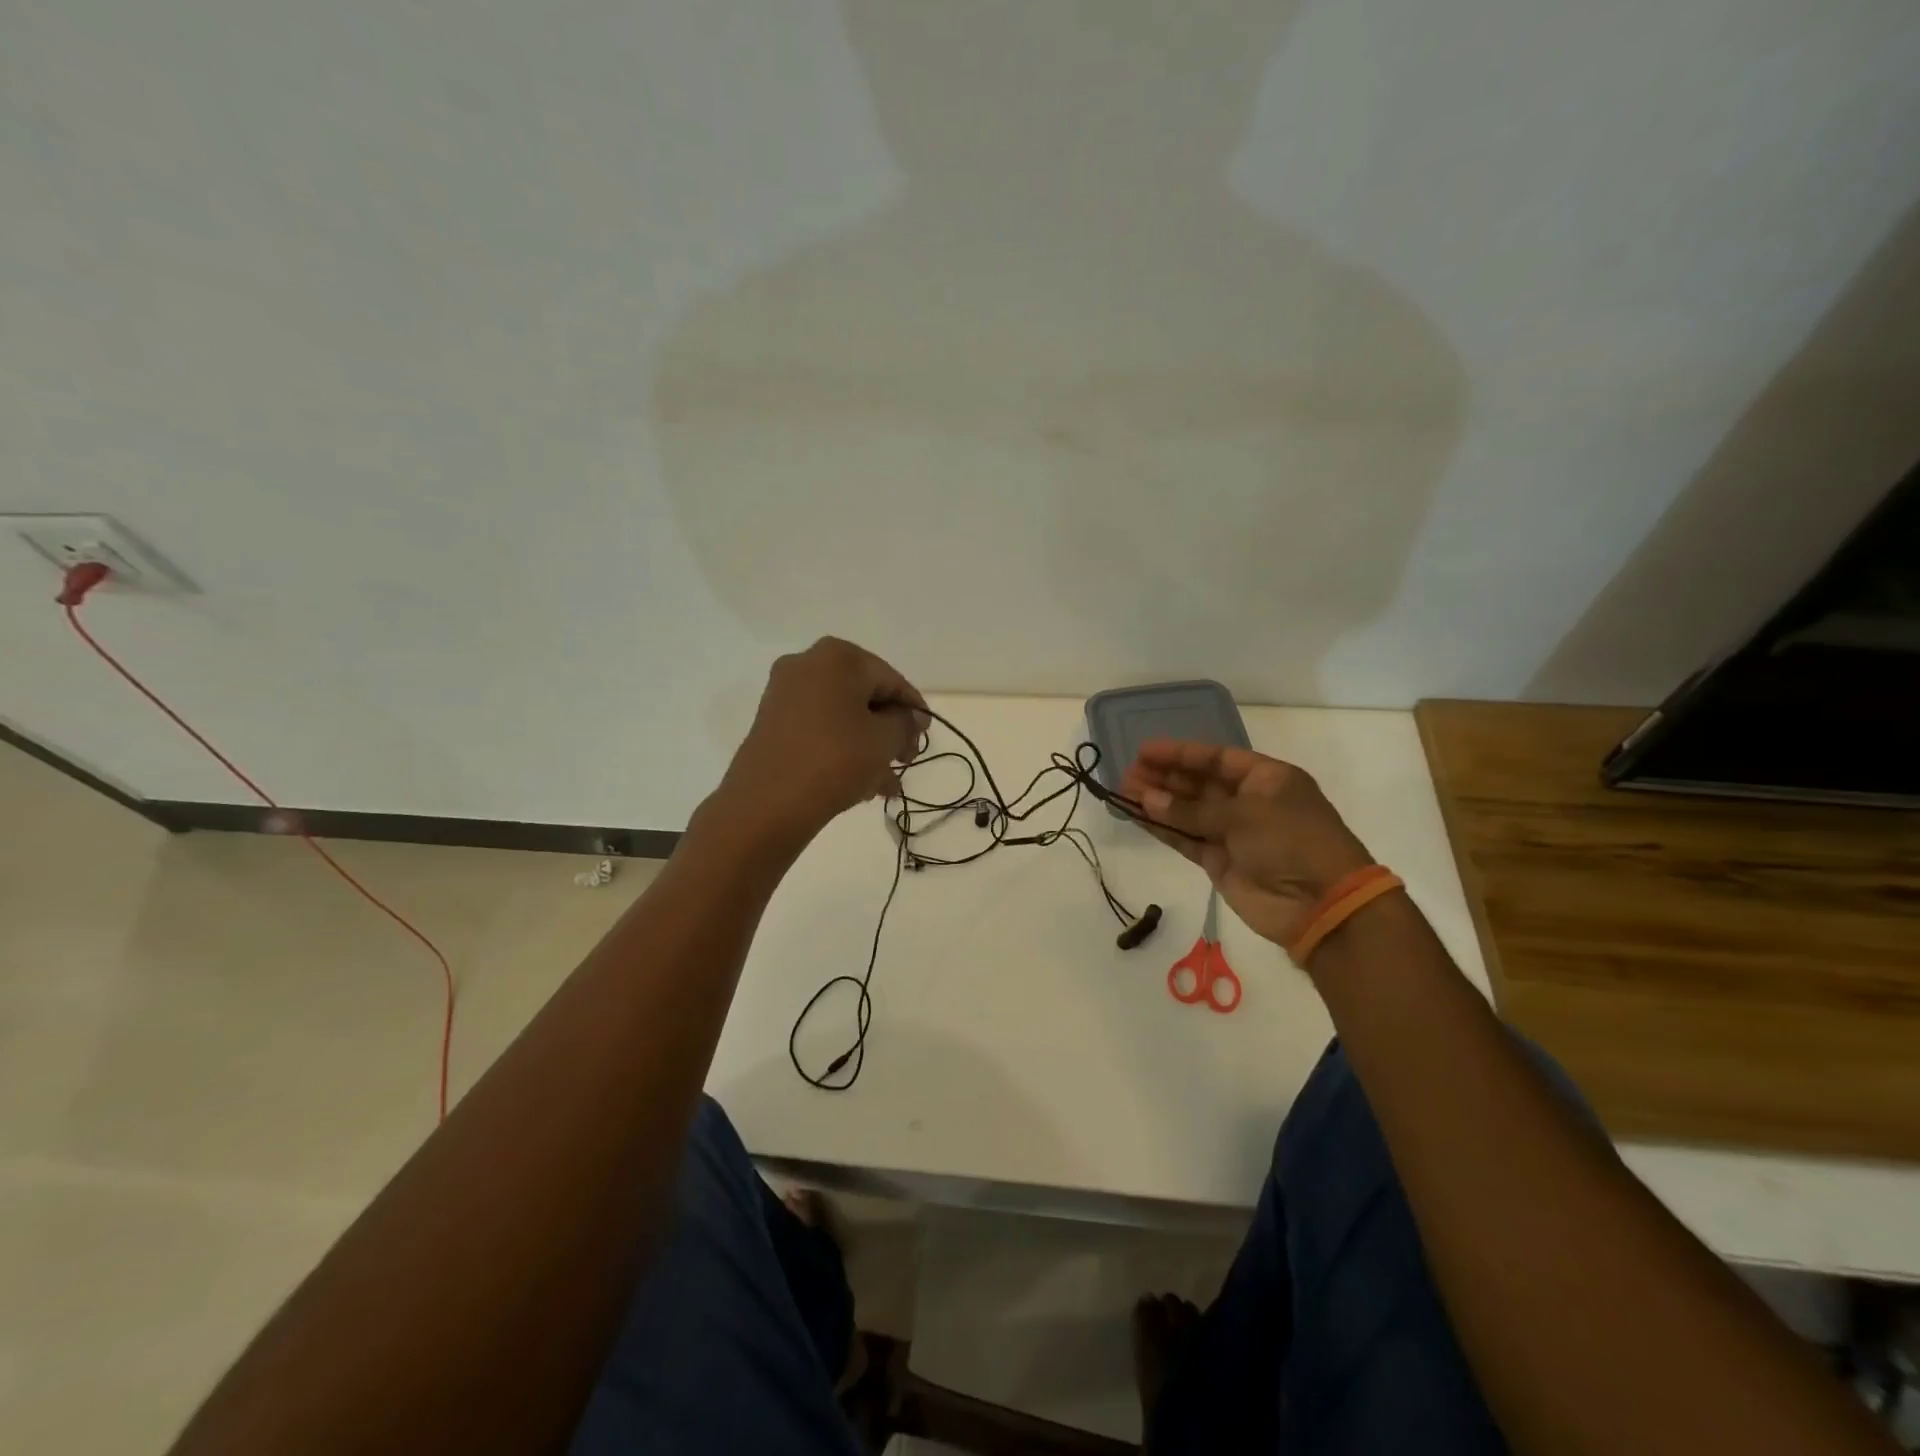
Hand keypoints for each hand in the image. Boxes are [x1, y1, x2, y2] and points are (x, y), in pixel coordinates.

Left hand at [718, 637, 926, 844]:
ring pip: (843, 716)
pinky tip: (862, 784)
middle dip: (889, 731)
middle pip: (865, 696)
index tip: (926, 736)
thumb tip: (910, 716)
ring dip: (869, 746)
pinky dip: (843, 749)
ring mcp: (785, 693)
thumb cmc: (835, 760)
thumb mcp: (884, 740)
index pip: (891, 680)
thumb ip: (905, 722)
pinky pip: (820, 729)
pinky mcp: (772, 722)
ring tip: (887, 785)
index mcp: (838, 657)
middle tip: (906, 760)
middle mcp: (808, 665)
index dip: (914, 709)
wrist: (767, 803)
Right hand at [1121, 740, 1373, 949]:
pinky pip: (1185, 839)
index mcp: (1267, 779)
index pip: (1216, 758)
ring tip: (1123, 792)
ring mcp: (1233, 834)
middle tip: (1127, 773)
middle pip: (1198, 784)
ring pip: (1187, 812)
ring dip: (1157, 802)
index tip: (1144, 751)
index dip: (1180, 754)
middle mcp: (1249, 802)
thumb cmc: (1291, 841)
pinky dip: (1162, 829)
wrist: (1319, 904)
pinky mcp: (1220, 862)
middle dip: (1163, 778)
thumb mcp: (1243, 815)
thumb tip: (1148, 800)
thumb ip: (1192, 810)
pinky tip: (1136, 816)